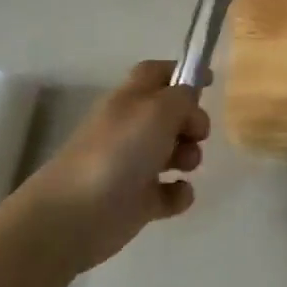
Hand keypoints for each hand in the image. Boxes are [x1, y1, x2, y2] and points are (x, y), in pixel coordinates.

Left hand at [16, 60, 209, 271]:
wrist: (77, 215)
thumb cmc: (118, 153)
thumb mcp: (157, 111)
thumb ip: (181, 97)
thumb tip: (190, 97)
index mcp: (130, 101)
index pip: (155, 73)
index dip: (180, 71)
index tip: (209, 81)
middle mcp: (131, 129)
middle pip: (171, 115)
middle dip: (193, 122)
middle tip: (196, 134)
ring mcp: (134, 166)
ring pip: (174, 152)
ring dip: (190, 156)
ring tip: (184, 166)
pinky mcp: (139, 201)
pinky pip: (171, 192)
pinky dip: (180, 193)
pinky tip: (176, 194)